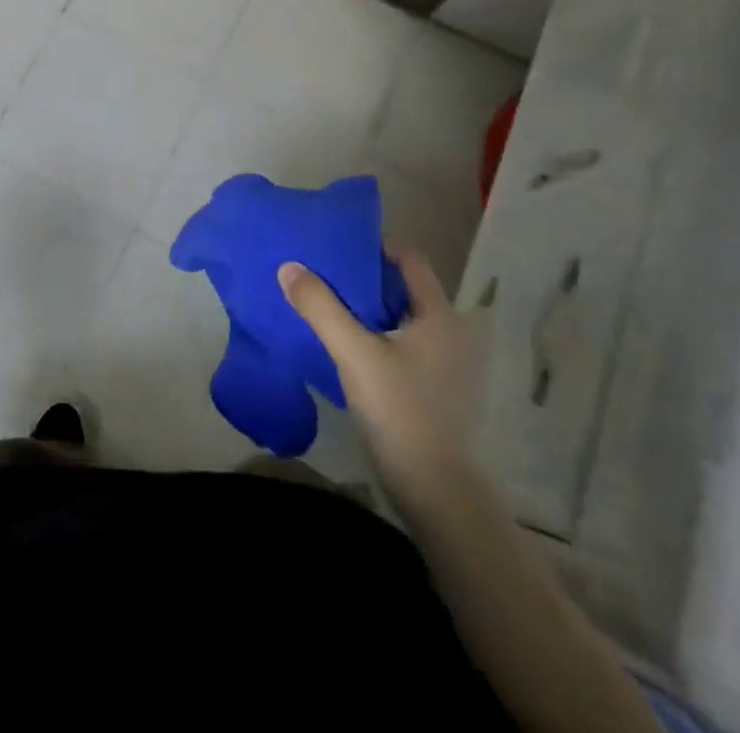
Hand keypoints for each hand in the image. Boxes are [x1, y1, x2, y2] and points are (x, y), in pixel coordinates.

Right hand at [279, 246, 479, 515]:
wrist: (435, 493)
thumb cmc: (400, 411)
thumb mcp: (354, 353)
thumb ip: (320, 307)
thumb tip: (288, 266)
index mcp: (439, 315)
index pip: (410, 260)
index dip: (375, 246)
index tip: (337, 246)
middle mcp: (450, 332)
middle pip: (404, 287)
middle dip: (364, 277)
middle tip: (323, 271)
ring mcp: (446, 363)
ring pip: (401, 317)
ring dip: (367, 307)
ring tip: (327, 303)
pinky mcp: (435, 388)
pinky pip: (402, 343)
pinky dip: (375, 334)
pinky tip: (345, 344)